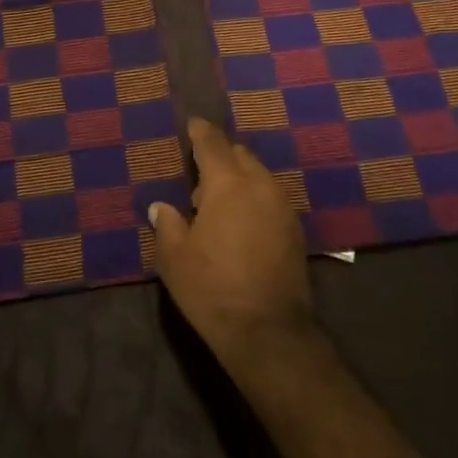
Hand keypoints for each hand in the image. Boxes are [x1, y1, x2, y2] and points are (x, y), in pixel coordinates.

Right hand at [149, 118, 318, 371]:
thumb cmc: (212, 289)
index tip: (192, 125)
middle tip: (198, 182)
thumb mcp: (174, 258)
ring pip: (258, 175)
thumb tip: (161, 207)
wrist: (269, 332)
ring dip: (238, 179)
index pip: (213, 143)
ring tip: (218, 208)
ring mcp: (282, 206)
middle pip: (239, 154)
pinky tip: (241, 224)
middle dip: (220, 158)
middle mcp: (260, 185)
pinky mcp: (295, 229)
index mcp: (228, 183)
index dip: (200, 132)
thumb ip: (167, 224)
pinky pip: (270, 197)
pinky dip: (255, 198)